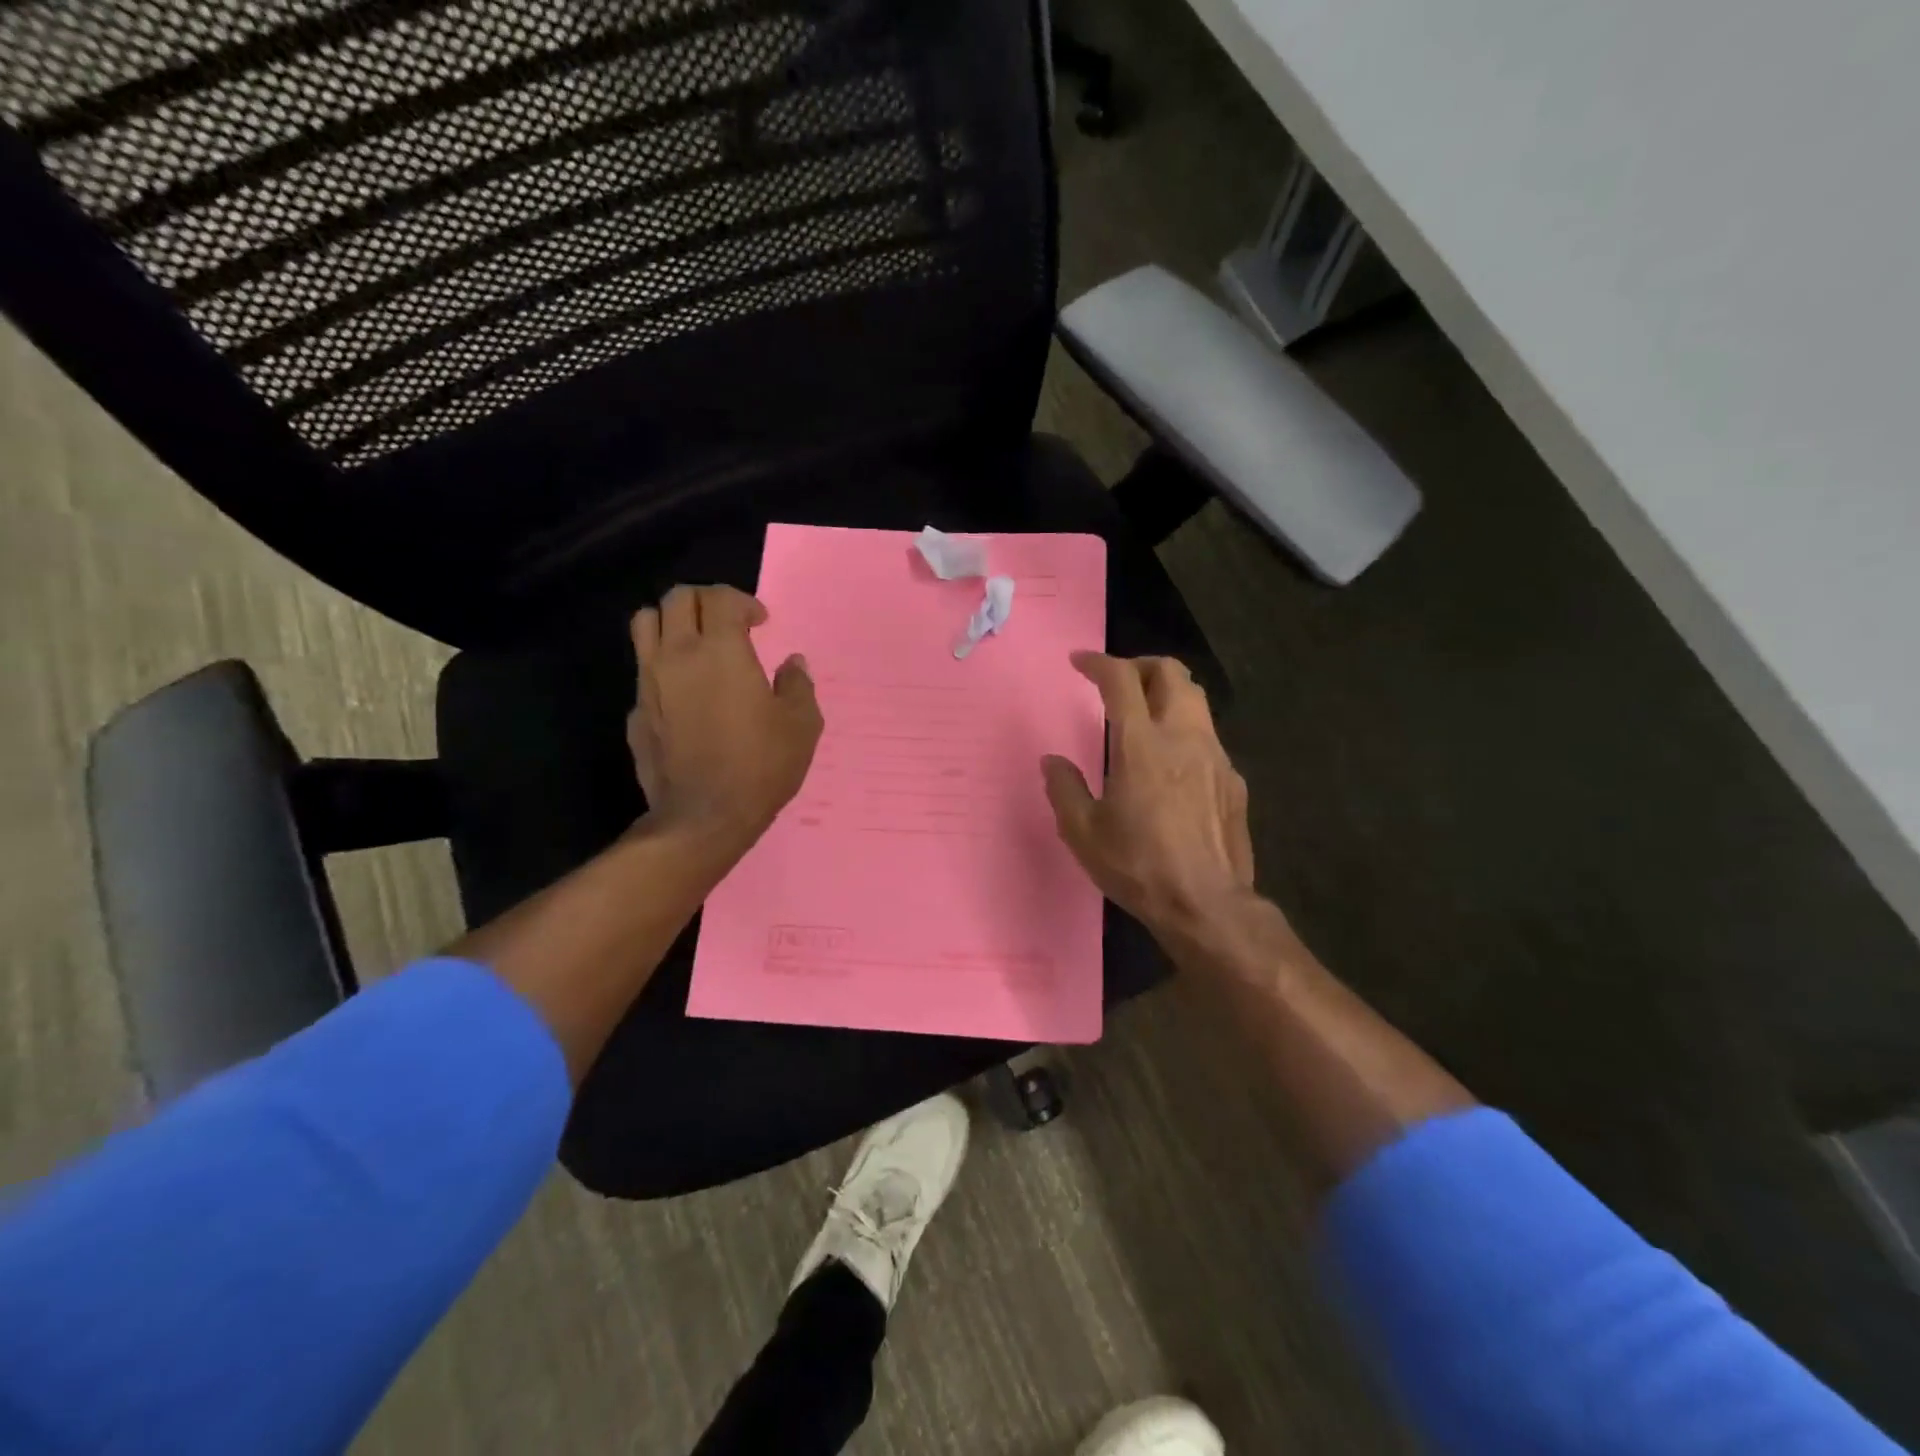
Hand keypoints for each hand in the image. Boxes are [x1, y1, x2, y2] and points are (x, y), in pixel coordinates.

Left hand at [628, 584, 822, 849]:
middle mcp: (677, 655)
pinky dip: (662, 667)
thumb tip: (792, 664)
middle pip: (677, 599)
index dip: (743, 602)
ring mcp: (649, 683)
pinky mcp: (636, 712)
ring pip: (645, 624)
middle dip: (705, 601)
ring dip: (672, 622)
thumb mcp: (801, 726)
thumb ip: (798, 685)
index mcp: (721, 651)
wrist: (704, 817)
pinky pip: (643, 670)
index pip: (720, 598)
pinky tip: (685, 694)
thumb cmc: (760, 766)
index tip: (761, 623)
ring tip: (695, 643)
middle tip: (728, 623)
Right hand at [1042, 653, 1254, 936]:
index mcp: (1141, 745)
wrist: (1206, 905)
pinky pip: (1207, 737)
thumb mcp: (1082, 832)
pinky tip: (1170, 763)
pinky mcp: (1233, 779)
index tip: (1079, 662)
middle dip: (1140, 665)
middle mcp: (1183, 737)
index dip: (1097, 662)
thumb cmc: (1138, 866)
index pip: (1120, 680)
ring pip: (1195, 699)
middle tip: (1117, 681)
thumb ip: (1064, 788)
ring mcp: (1215, 756)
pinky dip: (1183, 730)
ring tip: (1144, 714)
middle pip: (1171, 673)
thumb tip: (1053, 761)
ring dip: (1166, 693)